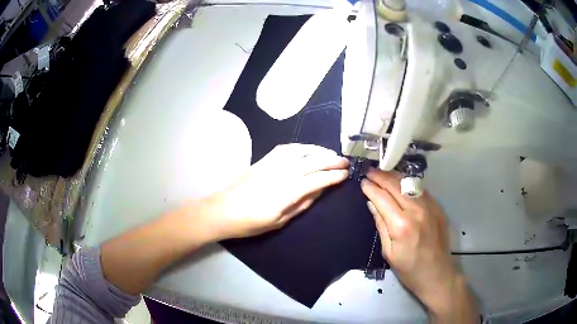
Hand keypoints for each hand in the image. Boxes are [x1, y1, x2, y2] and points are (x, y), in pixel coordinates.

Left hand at [188, 144, 348, 240]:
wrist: (222, 210)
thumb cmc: (250, 223)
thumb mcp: (279, 221)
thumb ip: (301, 204)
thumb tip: (319, 190)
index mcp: (285, 193)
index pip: (316, 180)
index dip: (332, 176)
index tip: (345, 174)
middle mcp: (280, 174)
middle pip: (311, 163)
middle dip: (330, 161)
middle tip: (344, 161)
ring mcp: (270, 164)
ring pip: (299, 153)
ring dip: (318, 151)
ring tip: (331, 153)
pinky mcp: (262, 160)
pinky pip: (284, 149)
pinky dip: (299, 147)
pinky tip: (307, 148)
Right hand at [361, 169, 477, 321]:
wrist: (438, 273)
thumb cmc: (409, 269)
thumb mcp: (389, 252)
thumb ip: (381, 225)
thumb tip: (371, 204)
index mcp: (401, 225)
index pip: (382, 198)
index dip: (370, 188)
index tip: (362, 182)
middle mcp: (416, 210)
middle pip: (395, 185)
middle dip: (380, 176)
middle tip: (370, 172)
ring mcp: (430, 206)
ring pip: (409, 183)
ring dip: (394, 176)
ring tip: (383, 173)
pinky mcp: (438, 207)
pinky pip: (420, 189)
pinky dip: (407, 183)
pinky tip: (401, 183)